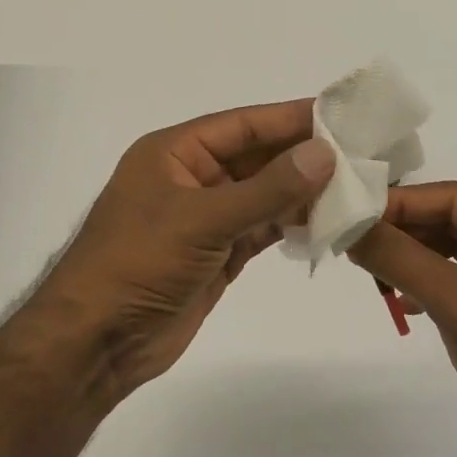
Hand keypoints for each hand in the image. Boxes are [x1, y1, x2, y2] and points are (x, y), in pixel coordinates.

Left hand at [33, 99, 334, 404]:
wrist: (97, 342)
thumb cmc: (139, 263)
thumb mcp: (203, 219)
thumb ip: (267, 189)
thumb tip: (323, 153)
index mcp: (175, 153)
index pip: (242, 125)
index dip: (289, 118)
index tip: (340, 115)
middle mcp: (191, 178)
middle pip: (256, 159)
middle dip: (303, 157)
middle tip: (359, 153)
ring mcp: (205, 218)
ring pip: (263, 195)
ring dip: (302, 193)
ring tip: (355, 188)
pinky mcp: (216, 254)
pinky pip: (261, 230)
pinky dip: (290, 226)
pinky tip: (327, 222)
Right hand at [347, 182, 456, 456]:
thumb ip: (400, 259)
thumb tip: (351, 225)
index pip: (454, 197)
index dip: (401, 202)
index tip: (354, 214)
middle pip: (455, 220)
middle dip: (405, 231)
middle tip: (357, 243)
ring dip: (415, 259)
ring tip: (374, 272)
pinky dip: (433, 285)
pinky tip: (406, 303)